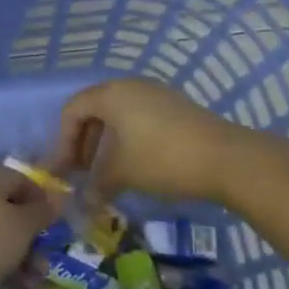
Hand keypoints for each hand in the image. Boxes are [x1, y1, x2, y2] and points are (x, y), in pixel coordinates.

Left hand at [0, 159, 55, 288]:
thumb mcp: (23, 227)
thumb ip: (42, 211)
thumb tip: (58, 198)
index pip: (23, 181)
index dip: (43, 206)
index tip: (54, 231)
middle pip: (7, 207)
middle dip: (29, 238)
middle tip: (43, 264)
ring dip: (16, 254)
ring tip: (31, 282)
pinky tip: (10, 283)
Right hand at [51, 78, 270, 204]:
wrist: (226, 158)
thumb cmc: (162, 159)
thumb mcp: (122, 173)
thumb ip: (95, 185)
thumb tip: (83, 202)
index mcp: (111, 94)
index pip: (72, 110)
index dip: (63, 141)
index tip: (66, 171)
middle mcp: (130, 86)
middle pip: (94, 109)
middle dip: (84, 142)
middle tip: (82, 173)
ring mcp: (155, 94)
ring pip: (118, 115)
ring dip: (106, 143)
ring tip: (107, 173)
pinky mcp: (175, 107)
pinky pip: (138, 118)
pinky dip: (127, 139)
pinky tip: (135, 165)